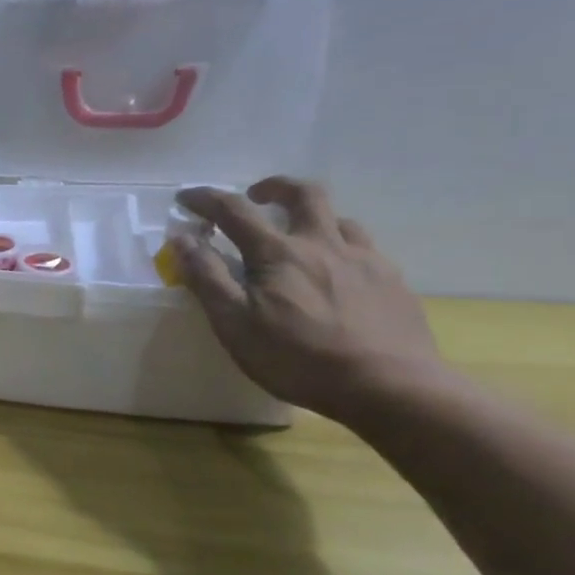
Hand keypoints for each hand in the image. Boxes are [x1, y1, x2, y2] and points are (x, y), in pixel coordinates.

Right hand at [171, 178, 449, 421]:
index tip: (185, 198)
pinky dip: (340, 248)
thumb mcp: (234, 323)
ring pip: (340, 220)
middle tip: (256, 196)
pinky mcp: (393, 282)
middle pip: (304, 194)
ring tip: (298, 240)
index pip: (235, 211)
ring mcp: (365, 260)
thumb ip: (206, 277)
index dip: (206, 199)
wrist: (390, 387)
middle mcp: (324, 244)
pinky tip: (336, 274)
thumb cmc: (297, 358)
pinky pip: (364, 249)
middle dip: (275, 187)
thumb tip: (182, 239)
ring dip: (312, 219)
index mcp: (279, 253)